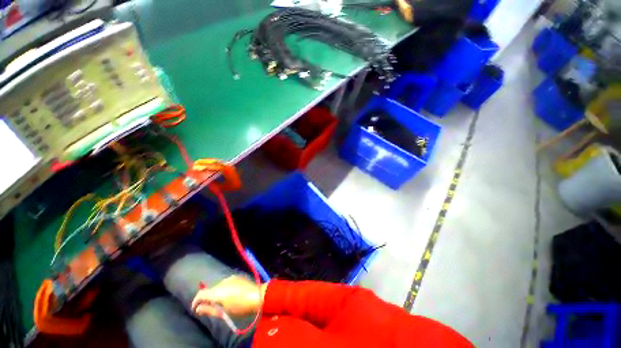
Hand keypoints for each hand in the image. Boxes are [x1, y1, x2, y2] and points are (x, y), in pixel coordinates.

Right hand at [191, 275, 266, 316]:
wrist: (257, 296)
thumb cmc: (240, 307)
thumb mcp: (224, 313)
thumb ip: (209, 310)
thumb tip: (197, 309)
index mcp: (217, 291)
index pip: (201, 294)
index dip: (195, 301)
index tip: (195, 308)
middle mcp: (222, 282)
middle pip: (210, 290)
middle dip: (208, 298)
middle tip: (211, 308)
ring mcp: (231, 278)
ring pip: (219, 286)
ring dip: (217, 293)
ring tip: (222, 302)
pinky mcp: (237, 276)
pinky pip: (227, 283)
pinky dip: (225, 289)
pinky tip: (231, 295)